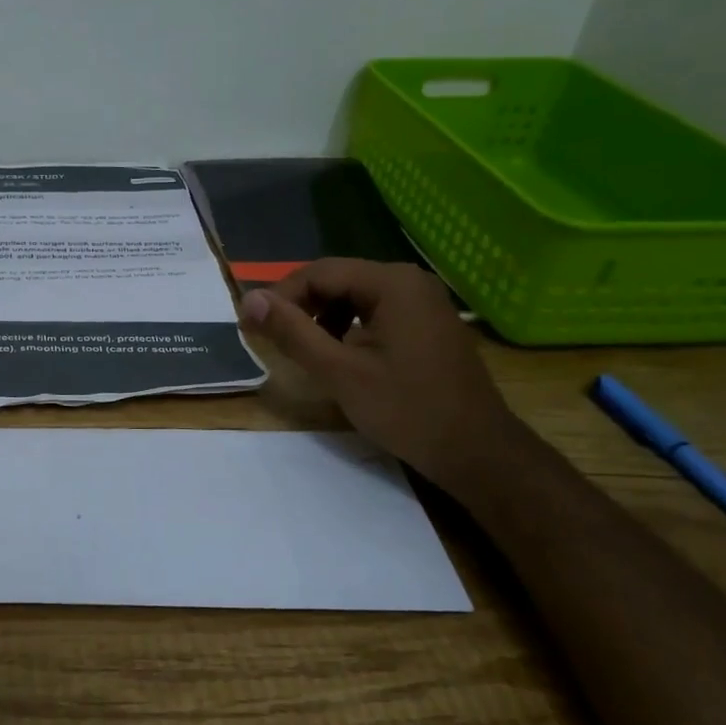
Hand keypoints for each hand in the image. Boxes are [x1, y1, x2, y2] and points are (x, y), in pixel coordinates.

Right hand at [240, 259, 523, 492]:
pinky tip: (338, 355)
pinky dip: (347, 327)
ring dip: (321, 317)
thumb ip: (292, 332)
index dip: (279, 297)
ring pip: (353, 296)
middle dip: (300, 306)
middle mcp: (409, 281)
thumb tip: (249, 301)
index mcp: (392, 283)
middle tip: (271, 338)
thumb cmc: (407, 410)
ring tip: (302, 349)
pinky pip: (374, 311)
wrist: (476, 452)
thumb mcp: (339, 372)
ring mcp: (423, 301)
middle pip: (336, 279)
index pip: (318, 272)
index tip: (251, 327)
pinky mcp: (427, 323)